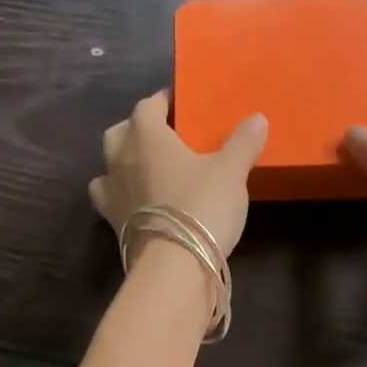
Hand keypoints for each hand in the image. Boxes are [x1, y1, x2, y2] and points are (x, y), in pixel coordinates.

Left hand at [89, 90, 266, 257]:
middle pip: (122, 131)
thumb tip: (257, 118)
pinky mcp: (111, 221)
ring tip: (146, 168)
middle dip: (138, 129)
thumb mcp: (231, 172)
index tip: (180, 104)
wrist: (174, 264)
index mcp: (146, 135)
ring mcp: (111, 191)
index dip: (163, 101)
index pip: (148, 105)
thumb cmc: (202, 206)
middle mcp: (120, 158)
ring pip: (109, 164)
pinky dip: (119, 193)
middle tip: (164, 137)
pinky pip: (108, 197)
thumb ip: (242, 142)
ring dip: (123, 160)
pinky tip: (135, 199)